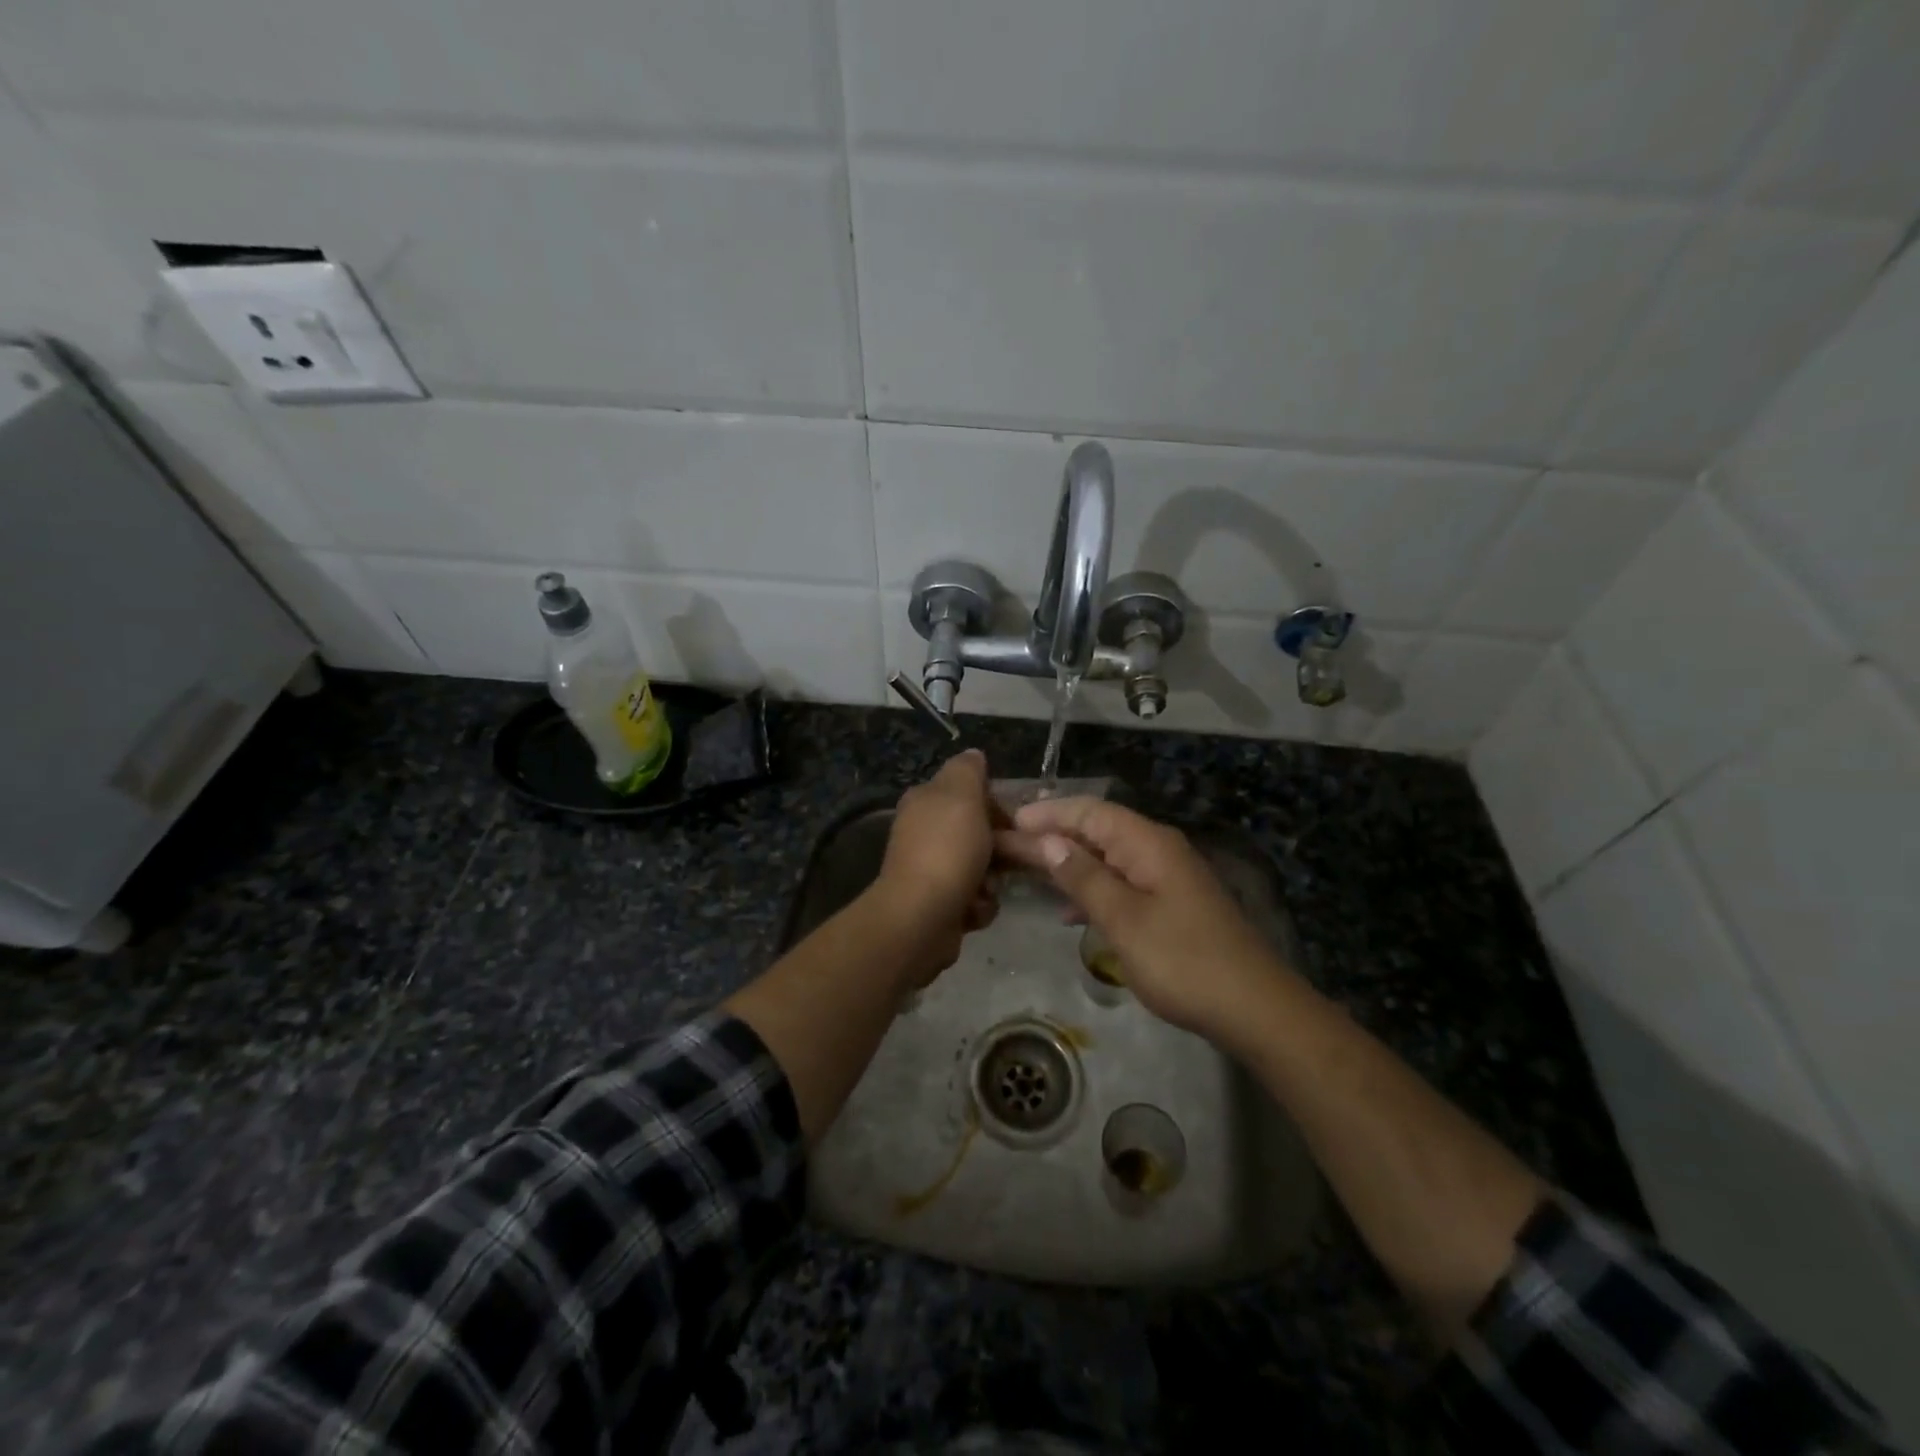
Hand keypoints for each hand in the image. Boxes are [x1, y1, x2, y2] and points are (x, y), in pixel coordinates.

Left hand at [868, 749, 999, 984]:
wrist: (921, 918)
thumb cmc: (947, 850)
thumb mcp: (961, 794)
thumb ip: (968, 770)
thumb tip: (973, 755)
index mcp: (924, 802)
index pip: (968, 793)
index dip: (994, 805)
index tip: (1010, 821)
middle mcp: (923, 833)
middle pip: (977, 833)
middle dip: (998, 848)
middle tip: (1009, 858)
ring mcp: (928, 870)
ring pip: (980, 868)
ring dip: (991, 881)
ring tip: (986, 889)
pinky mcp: (937, 904)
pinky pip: (973, 899)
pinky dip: (978, 906)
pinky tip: (973, 910)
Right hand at [995, 797, 1295, 1037]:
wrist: (1252, 1007)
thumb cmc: (1182, 960)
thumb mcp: (1123, 919)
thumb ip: (1083, 878)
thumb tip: (1048, 842)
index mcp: (1147, 843)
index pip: (1089, 811)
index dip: (1047, 813)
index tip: (1007, 822)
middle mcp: (1156, 849)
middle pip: (1096, 830)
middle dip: (1052, 836)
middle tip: (1006, 846)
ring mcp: (1166, 877)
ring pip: (1107, 858)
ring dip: (1069, 863)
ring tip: (1027, 872)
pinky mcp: (1170, 904)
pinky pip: (1121, 883)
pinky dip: (1092, 889)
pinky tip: (1071, 911)